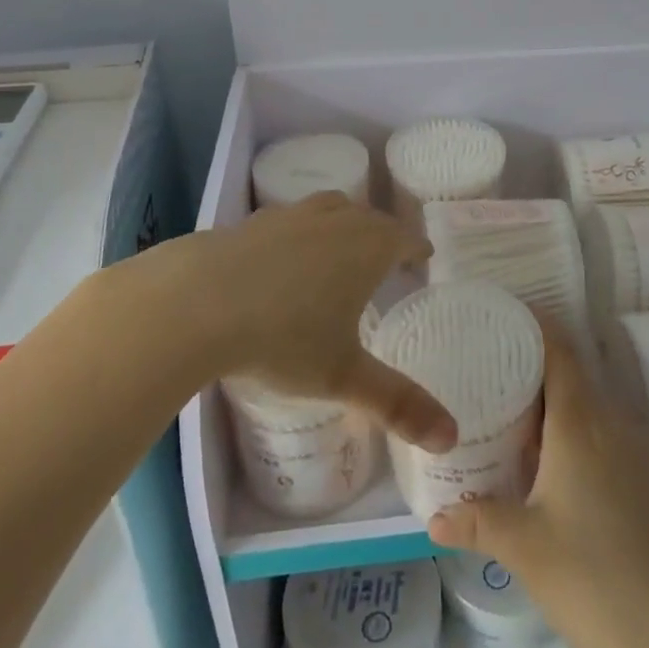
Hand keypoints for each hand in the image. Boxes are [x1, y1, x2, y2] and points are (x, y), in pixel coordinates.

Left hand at [196, 193, 454, 451]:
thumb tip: (452, 438)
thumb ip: (397, 404)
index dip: (418, 249)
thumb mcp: (343, 376)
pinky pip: (290, 219)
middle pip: (371, 218)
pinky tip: (284, 258)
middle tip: (387, 260)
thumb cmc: (283, 337)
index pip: (406, 239)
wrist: (196, 302)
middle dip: (383, 236)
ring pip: (331, 209)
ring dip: (343, 224)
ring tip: (338, 251)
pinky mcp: (254, 221)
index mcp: (369, 247)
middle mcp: (336, 220)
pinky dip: (299, 232)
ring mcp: (292, 214)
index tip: (423, 259)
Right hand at [425, 327, 648, 647]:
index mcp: (580, 423)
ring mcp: (631, 451)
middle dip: (532, 363)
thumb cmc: (592, 577)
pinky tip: (544, 459)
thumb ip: (477, 522)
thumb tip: (433, 518)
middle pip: (571, 373)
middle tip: (488, 365)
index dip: (534, 324)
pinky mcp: (641, 479)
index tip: (501, 316)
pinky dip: (569, 428)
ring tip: (508, 408)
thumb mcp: (524, 547)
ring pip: (586, 404)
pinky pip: (599, 432)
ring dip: (551, 400)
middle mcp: (609, 424)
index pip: (559, 350)